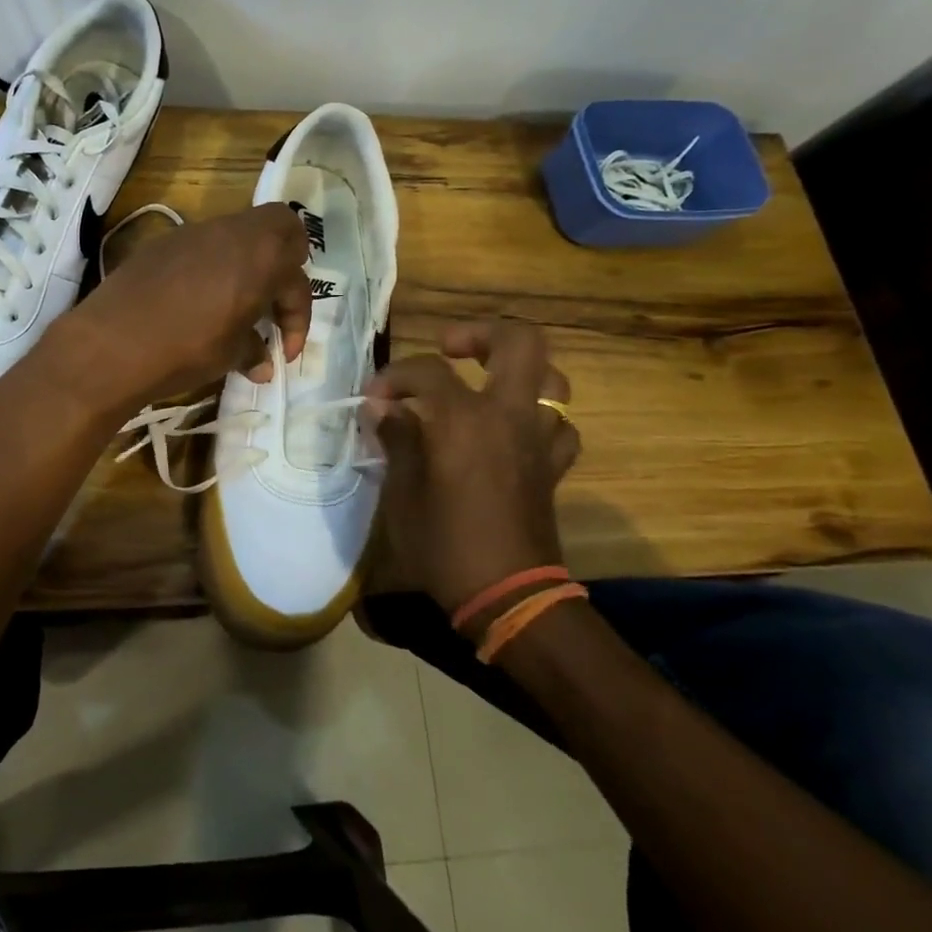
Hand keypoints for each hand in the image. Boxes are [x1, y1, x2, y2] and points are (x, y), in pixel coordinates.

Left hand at [56, 204, 312, 407]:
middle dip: (286, 261)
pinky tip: (196, 300)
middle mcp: (232, 232)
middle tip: (273, 299)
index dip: (298, 319)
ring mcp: (194, 232)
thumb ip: (253, 351)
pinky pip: (202, 244)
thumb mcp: (228, 356)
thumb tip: (263, 363)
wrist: (112, 342)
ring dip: (246, 263)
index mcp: (261, 258)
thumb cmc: (185, 349)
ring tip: (235, 305)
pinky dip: (212, 265)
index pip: (297, 282)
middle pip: (279, 226)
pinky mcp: (162, 242)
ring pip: (237, 233)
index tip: (284, 352)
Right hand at [363, 320, 580, 621]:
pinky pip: (558, 425)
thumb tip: (381, 409)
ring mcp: (538, 439)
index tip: (373, 398)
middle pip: (520, 342)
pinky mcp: (553, 466)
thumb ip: (395, 440)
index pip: (427, 370)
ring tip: (486, 385)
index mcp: (465, 419)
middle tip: (450, 349)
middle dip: (482, 334)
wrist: (509, 597)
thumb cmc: (444, 544)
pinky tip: (512, 431)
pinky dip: (537, 418)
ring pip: (552, 380)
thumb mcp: (402, 493)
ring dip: (518, 373)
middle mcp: (508, 416)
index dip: (394, 376)